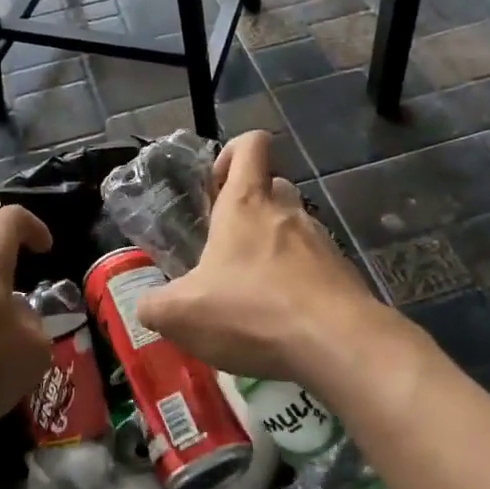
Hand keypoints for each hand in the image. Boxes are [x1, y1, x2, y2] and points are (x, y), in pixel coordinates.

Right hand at [136, 132, 381, 382]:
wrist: (336, 343)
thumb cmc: (251, 311)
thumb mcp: (181, 314)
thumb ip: (155, 305)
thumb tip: (147, 305)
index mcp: (246, 203)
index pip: (251, 144)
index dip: (232, 152)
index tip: (214, 186)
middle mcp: (287, 211)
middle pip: (273, 185)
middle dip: (251, 207)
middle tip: (227, 247)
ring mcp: (320, 241)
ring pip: (294, 228)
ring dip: (273, 249)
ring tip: (253, 294)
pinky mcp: (342, 273)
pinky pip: (314, 266)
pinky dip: (296, 283)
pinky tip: (282, 320)